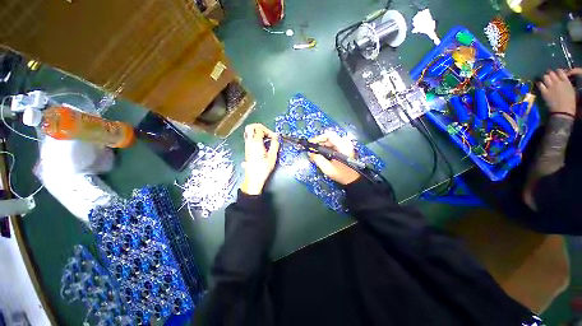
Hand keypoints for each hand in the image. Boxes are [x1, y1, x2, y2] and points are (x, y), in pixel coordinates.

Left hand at [241, 124, 279, 194]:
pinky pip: (249, 138)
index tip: (274, 137)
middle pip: (250, 127)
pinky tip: (262, 144)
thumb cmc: (264, 168)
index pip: (260, 129)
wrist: (253, 178)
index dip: (268, 131)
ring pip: (249, 132)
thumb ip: (275, 144)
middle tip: (267, 132)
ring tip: (266, 138)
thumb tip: (276, 137)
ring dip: (257, 132)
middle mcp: (249, 142)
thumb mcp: (272, 156)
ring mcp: (247, 146)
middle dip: (259, 127)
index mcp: (256, 142)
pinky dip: (255, 137)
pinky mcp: (247, 149)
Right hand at [307, 132, 359, 184]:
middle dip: (318, 143)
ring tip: (313, 152)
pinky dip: (324, 149)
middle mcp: (344, 143)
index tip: (311, 143)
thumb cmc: (342, 174)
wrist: (352, 179)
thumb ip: (318, 160)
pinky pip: (331, 146)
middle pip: (328, 138)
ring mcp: (343, 146)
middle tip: (310, 149)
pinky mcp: (342, 149)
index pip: (329, 135)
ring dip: (320, 146)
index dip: (318, 138)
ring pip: (328, 142)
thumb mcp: (328, 168)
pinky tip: (319, 154)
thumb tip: (310, 153)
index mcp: (343, 146)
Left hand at [537, 69, 575, 116]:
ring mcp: (550, 87)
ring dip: (544, 78)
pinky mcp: (544, 92)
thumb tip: (562, 80)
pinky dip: (539, 83)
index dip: (557, 71)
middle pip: (551, 73)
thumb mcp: (571, 90)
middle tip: (549, 76)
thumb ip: (566, 83)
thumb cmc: (570, 102)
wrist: (564, 111)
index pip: (560, 71)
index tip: (556, 73)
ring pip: (545, 77)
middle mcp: (558, 82)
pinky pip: (540, 85)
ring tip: (544, 80)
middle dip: (550, 74)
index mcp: (566, 81)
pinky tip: (539, 84)